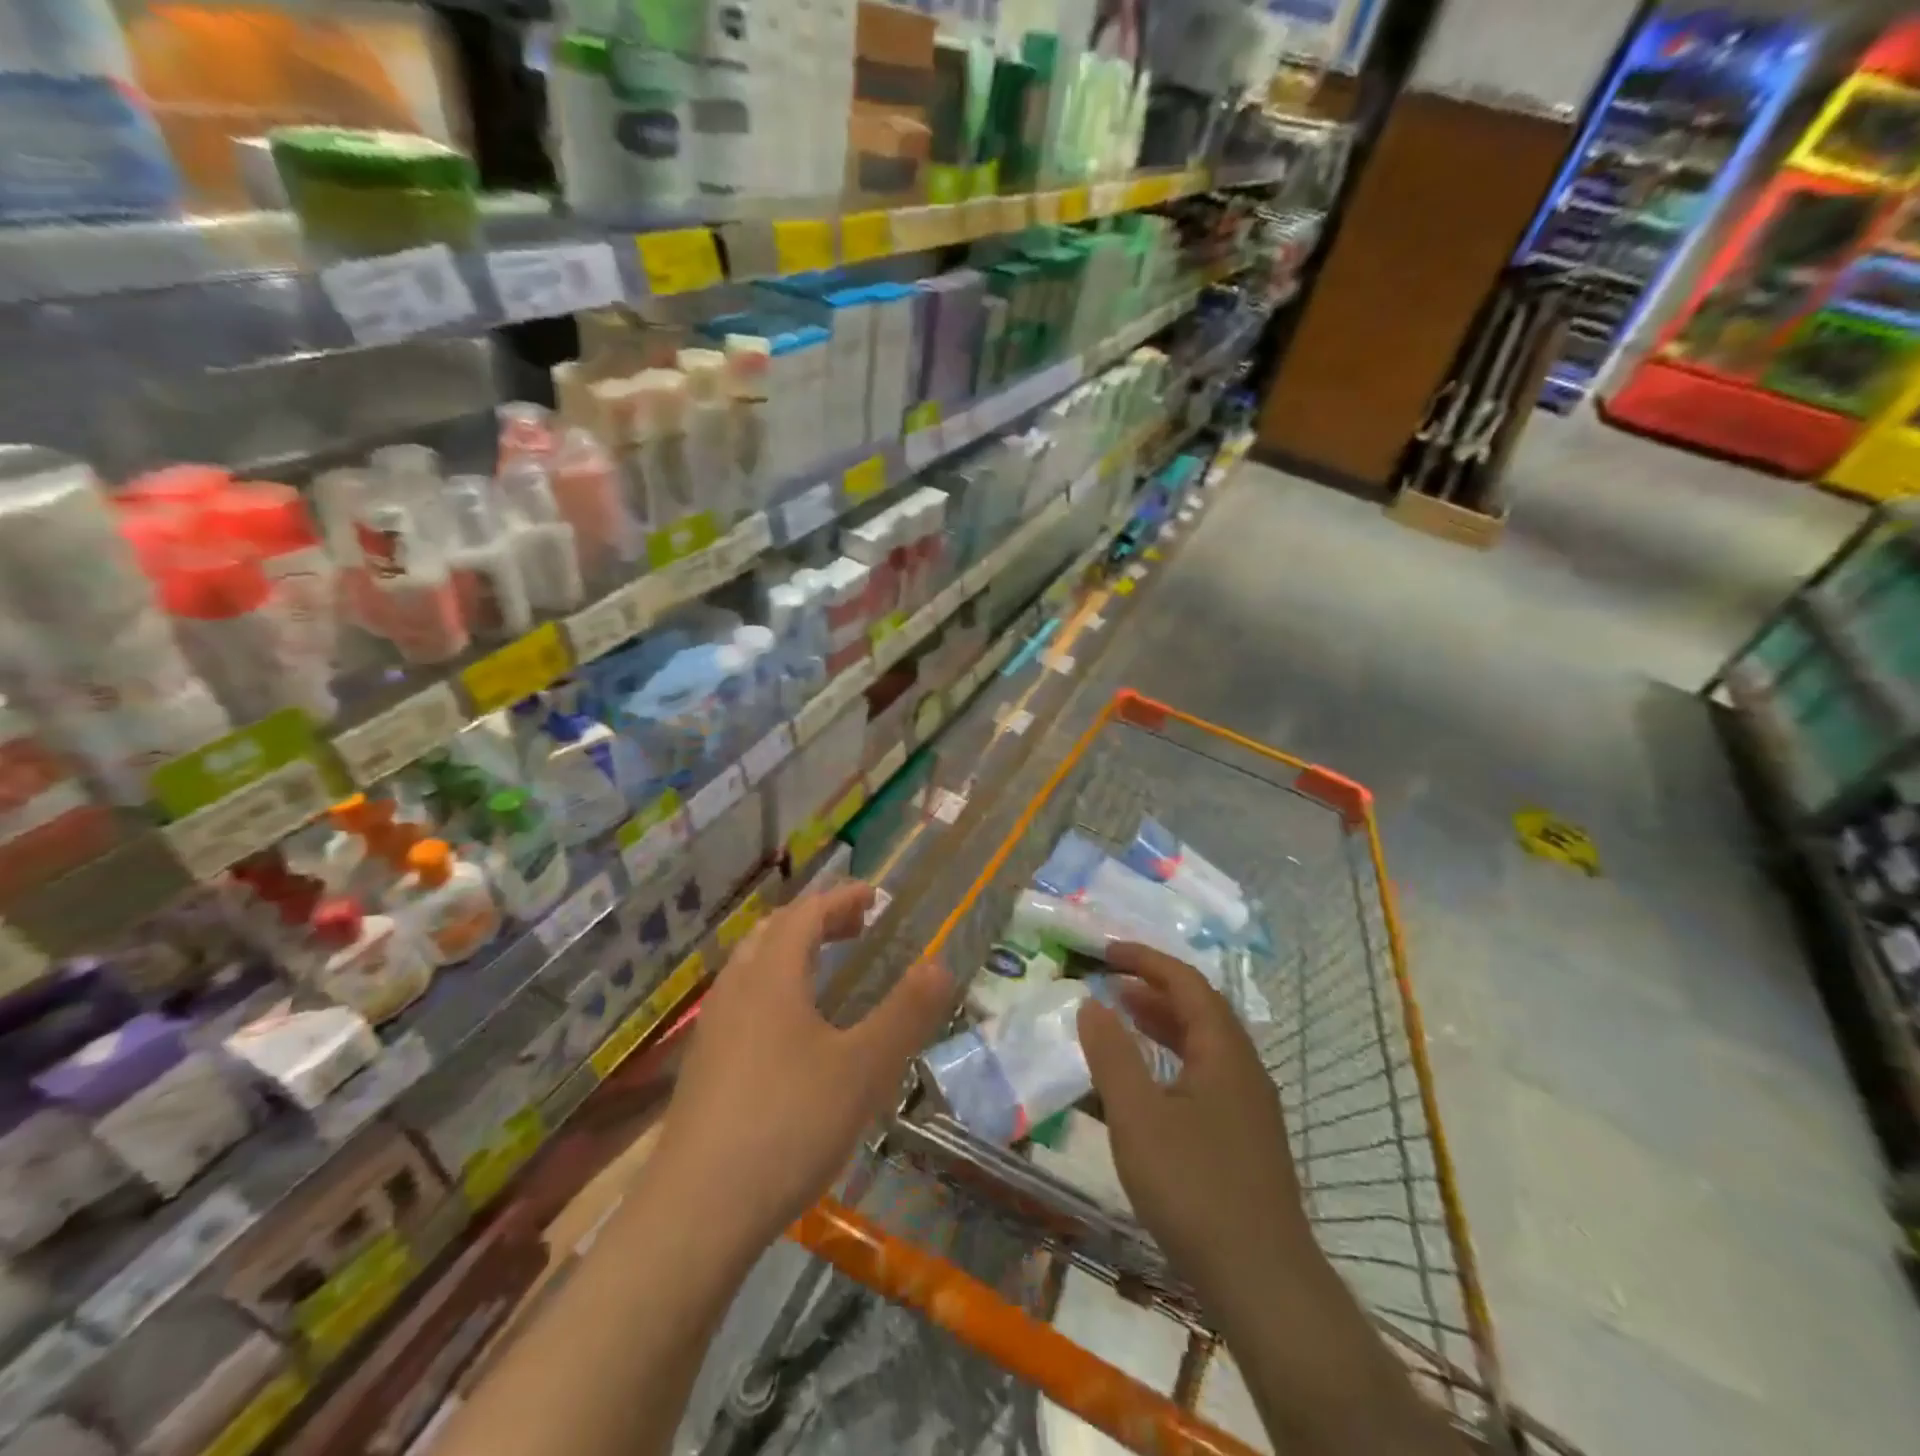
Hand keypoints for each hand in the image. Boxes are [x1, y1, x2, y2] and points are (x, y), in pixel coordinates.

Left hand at [652, 882, 951, 1255]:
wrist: (695, 1215)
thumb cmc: (788, 1125)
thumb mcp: (864, 1069)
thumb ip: (905, 1013)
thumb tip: (939, 964)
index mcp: (771, 976)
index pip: (806, 914)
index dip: (842, 898)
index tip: (875, 896)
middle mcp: (735, 991)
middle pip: (772, 933)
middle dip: (816, 920)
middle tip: (855, 928)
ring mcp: (712, 1032)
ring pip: (751, 969)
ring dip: (790, 954)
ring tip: (825, 971)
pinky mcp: (702, 1071)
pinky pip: (742, 1004)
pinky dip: (773, 991)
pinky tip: (791, 1035)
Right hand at [1077, 942, 1310, 1291]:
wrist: (1263, 1283)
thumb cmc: (1195, 1188)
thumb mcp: (1138, 1117)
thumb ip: (1112, 1055)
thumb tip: (1092, 1003)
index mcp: (1225, 1051)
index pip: (1187, 983)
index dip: (1146, 960)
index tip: (1106, 953)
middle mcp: (1244, 1068)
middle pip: (1200, 1009)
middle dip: (1153, 988)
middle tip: (1109, 983)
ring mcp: (1250, 1106)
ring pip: (1204, 1044)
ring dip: (1162, 1024)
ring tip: (1122, 1019)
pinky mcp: (1245, 1138)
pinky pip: (1205, 1075)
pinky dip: (1171, 1060)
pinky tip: (1147, 1084)